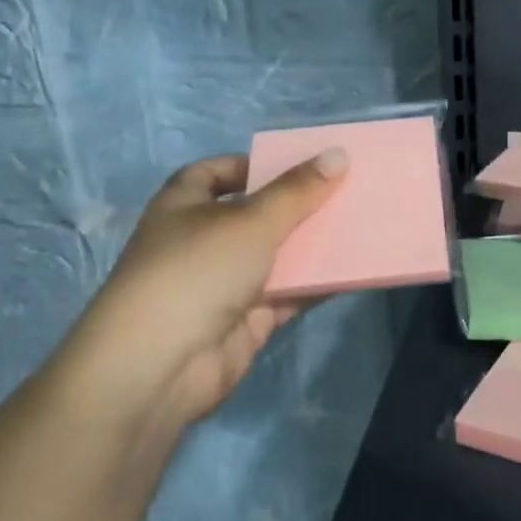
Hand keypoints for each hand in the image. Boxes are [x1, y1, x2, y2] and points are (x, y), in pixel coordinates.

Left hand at [61, 150, 349, 425]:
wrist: (161, 366)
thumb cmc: (197, 270)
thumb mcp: (252, 220)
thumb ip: (298, 190)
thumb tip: (338, 154)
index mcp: (184, 204)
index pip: (216, 172)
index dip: (252, 166)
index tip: (297, 164)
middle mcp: (201, 240)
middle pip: (255, 214)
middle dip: (296, 206)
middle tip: (346, 191)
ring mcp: (223, 284)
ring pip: (275, 256)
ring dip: (310, 246)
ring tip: (358, 225)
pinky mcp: (244, 320)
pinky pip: (287, 294)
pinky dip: (314, 284)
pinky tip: (352, 270)